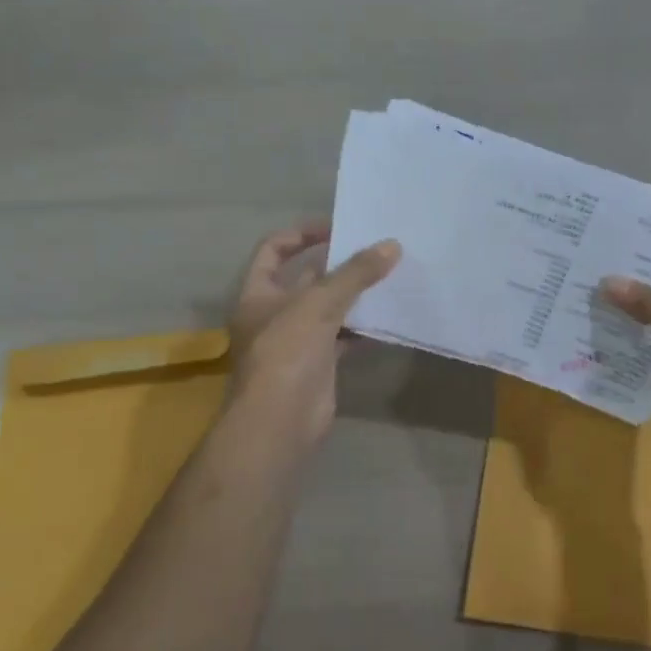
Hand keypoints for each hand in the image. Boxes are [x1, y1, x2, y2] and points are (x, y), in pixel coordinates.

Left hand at [227, 222, 400, 447]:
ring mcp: (296, 340)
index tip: (339, 228)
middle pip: (307, 278)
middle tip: (376, 250)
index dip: (303, 234)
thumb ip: (356, 273)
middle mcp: (274, 313)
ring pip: (329, 307)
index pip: (274, 249)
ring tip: (389, 276)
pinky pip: (344, 336)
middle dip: (339, 264)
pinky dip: (364, 326)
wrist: (280, 422)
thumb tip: (392, 245)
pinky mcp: (319, 363)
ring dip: (355, 295)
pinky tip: (389, 316)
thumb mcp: (320, 303)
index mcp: (258, 293)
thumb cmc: (286, 352)